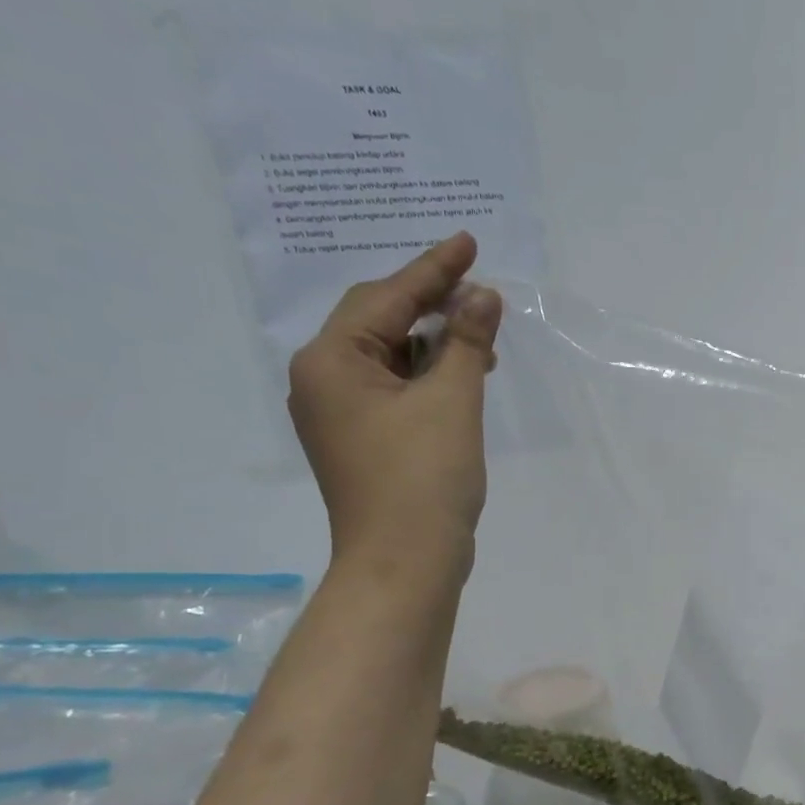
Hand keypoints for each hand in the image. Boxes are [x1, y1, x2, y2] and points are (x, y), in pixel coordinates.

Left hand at [288, 233, 502, 583]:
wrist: (405, 562)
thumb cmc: (423, 477)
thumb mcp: (452, 401)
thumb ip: (466, 341)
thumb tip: (482, 296)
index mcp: (330, 361)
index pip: (386, 297)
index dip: (434, 269)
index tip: (469, 241)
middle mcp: (323, 380)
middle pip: (380, 322)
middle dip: (432, 304)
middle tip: (480, 289)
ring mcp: (340, 414)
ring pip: (390, 358)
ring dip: (435, 344)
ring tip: (482, 338)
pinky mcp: (363, 441)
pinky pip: (394, 390)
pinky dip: (428, 377)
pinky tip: (461, 376)